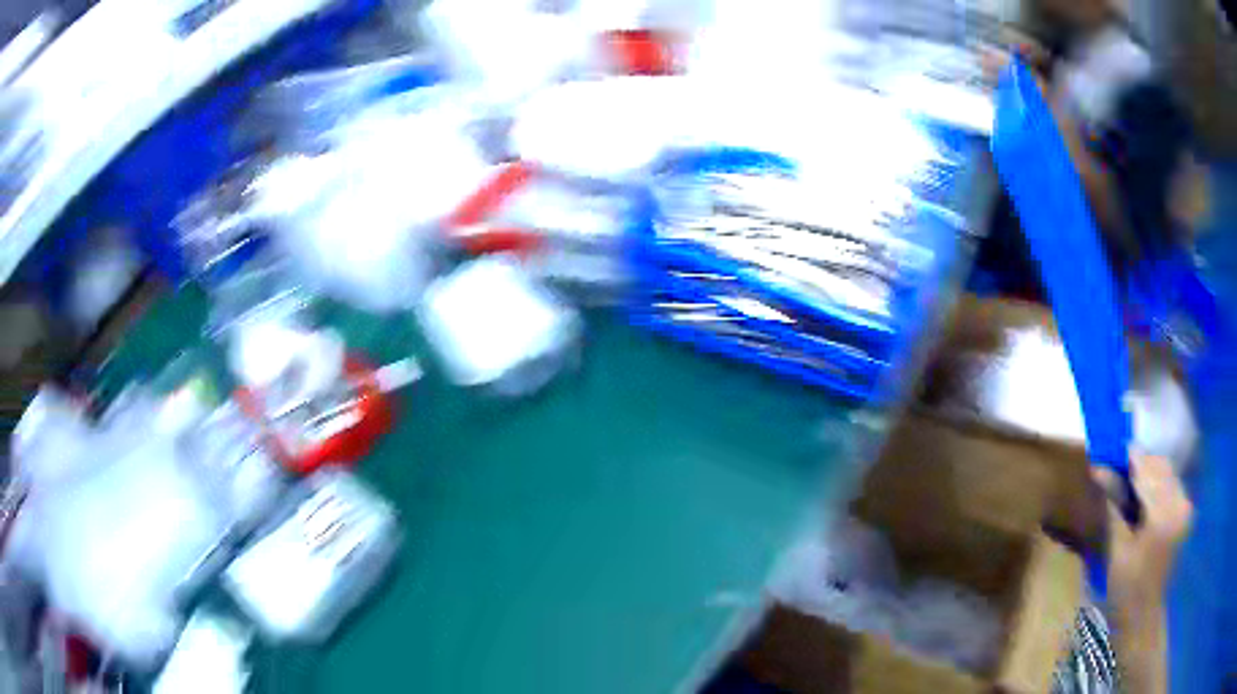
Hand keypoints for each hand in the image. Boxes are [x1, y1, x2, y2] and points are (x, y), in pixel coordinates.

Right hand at [1095, 453, 1192, 624]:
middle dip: (1140, 464)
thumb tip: (1098, 469)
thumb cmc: (1126, 590)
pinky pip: (1172, 485)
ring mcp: (1186, 506)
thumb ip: (1113, 505)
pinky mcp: (1186, 512)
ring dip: (1149, 473)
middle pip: (1160, 467)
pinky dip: (1157, 484)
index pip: (1147, 471)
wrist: (1143, 617)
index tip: (1110, 450)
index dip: (1129, 458)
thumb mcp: (1117, 550)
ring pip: (1167, 472)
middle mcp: (1180, 503)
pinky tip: (1145, 497)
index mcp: (1163, 515)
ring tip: (1130, 484)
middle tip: (1117, 469)